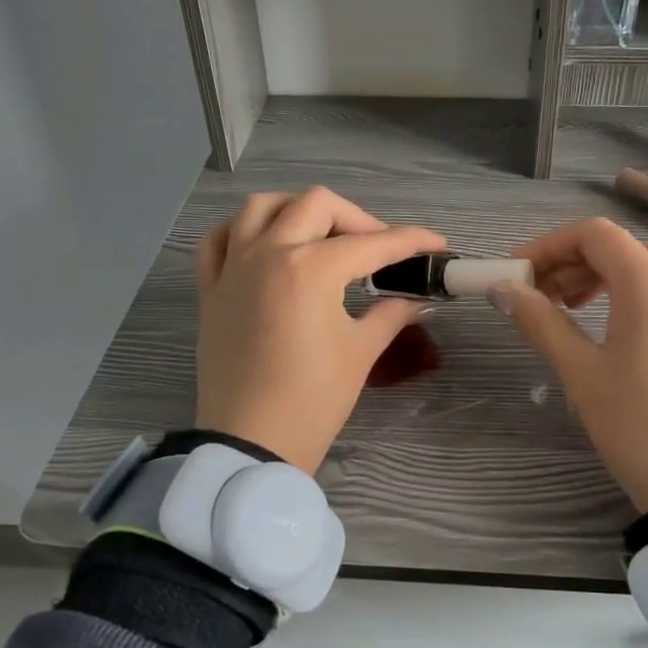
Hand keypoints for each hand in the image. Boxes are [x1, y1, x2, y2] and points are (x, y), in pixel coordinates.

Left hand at [195, 188, 445, 473]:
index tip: (436, 245)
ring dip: (298, 210)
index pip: (372, 244)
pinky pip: (218, 239)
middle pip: (317, 205)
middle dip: (358, 219)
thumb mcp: (360, 352)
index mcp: (310, 268)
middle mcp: (269, 253)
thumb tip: (417, 299)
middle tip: (378, 251)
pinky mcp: (211, 289)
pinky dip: (241, 230)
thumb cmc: (313, 400)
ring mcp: (233, 267)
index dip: (411, 241)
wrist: (251, 443)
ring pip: (261, 207)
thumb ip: (391, 314)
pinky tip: (264, 244)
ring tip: (321, 236)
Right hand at [492, 218, 647, 510]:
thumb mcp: (580, 371)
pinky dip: (631, 294)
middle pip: (620, 247)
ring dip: (602, 276)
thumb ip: (540, 321)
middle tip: (538, 295)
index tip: (518, 273)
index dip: (549, 245)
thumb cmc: (636, 423)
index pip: (594, 234)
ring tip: (569, 310)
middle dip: (572, 262)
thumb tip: (504, 288)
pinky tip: (610, 331)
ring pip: (646, 268)